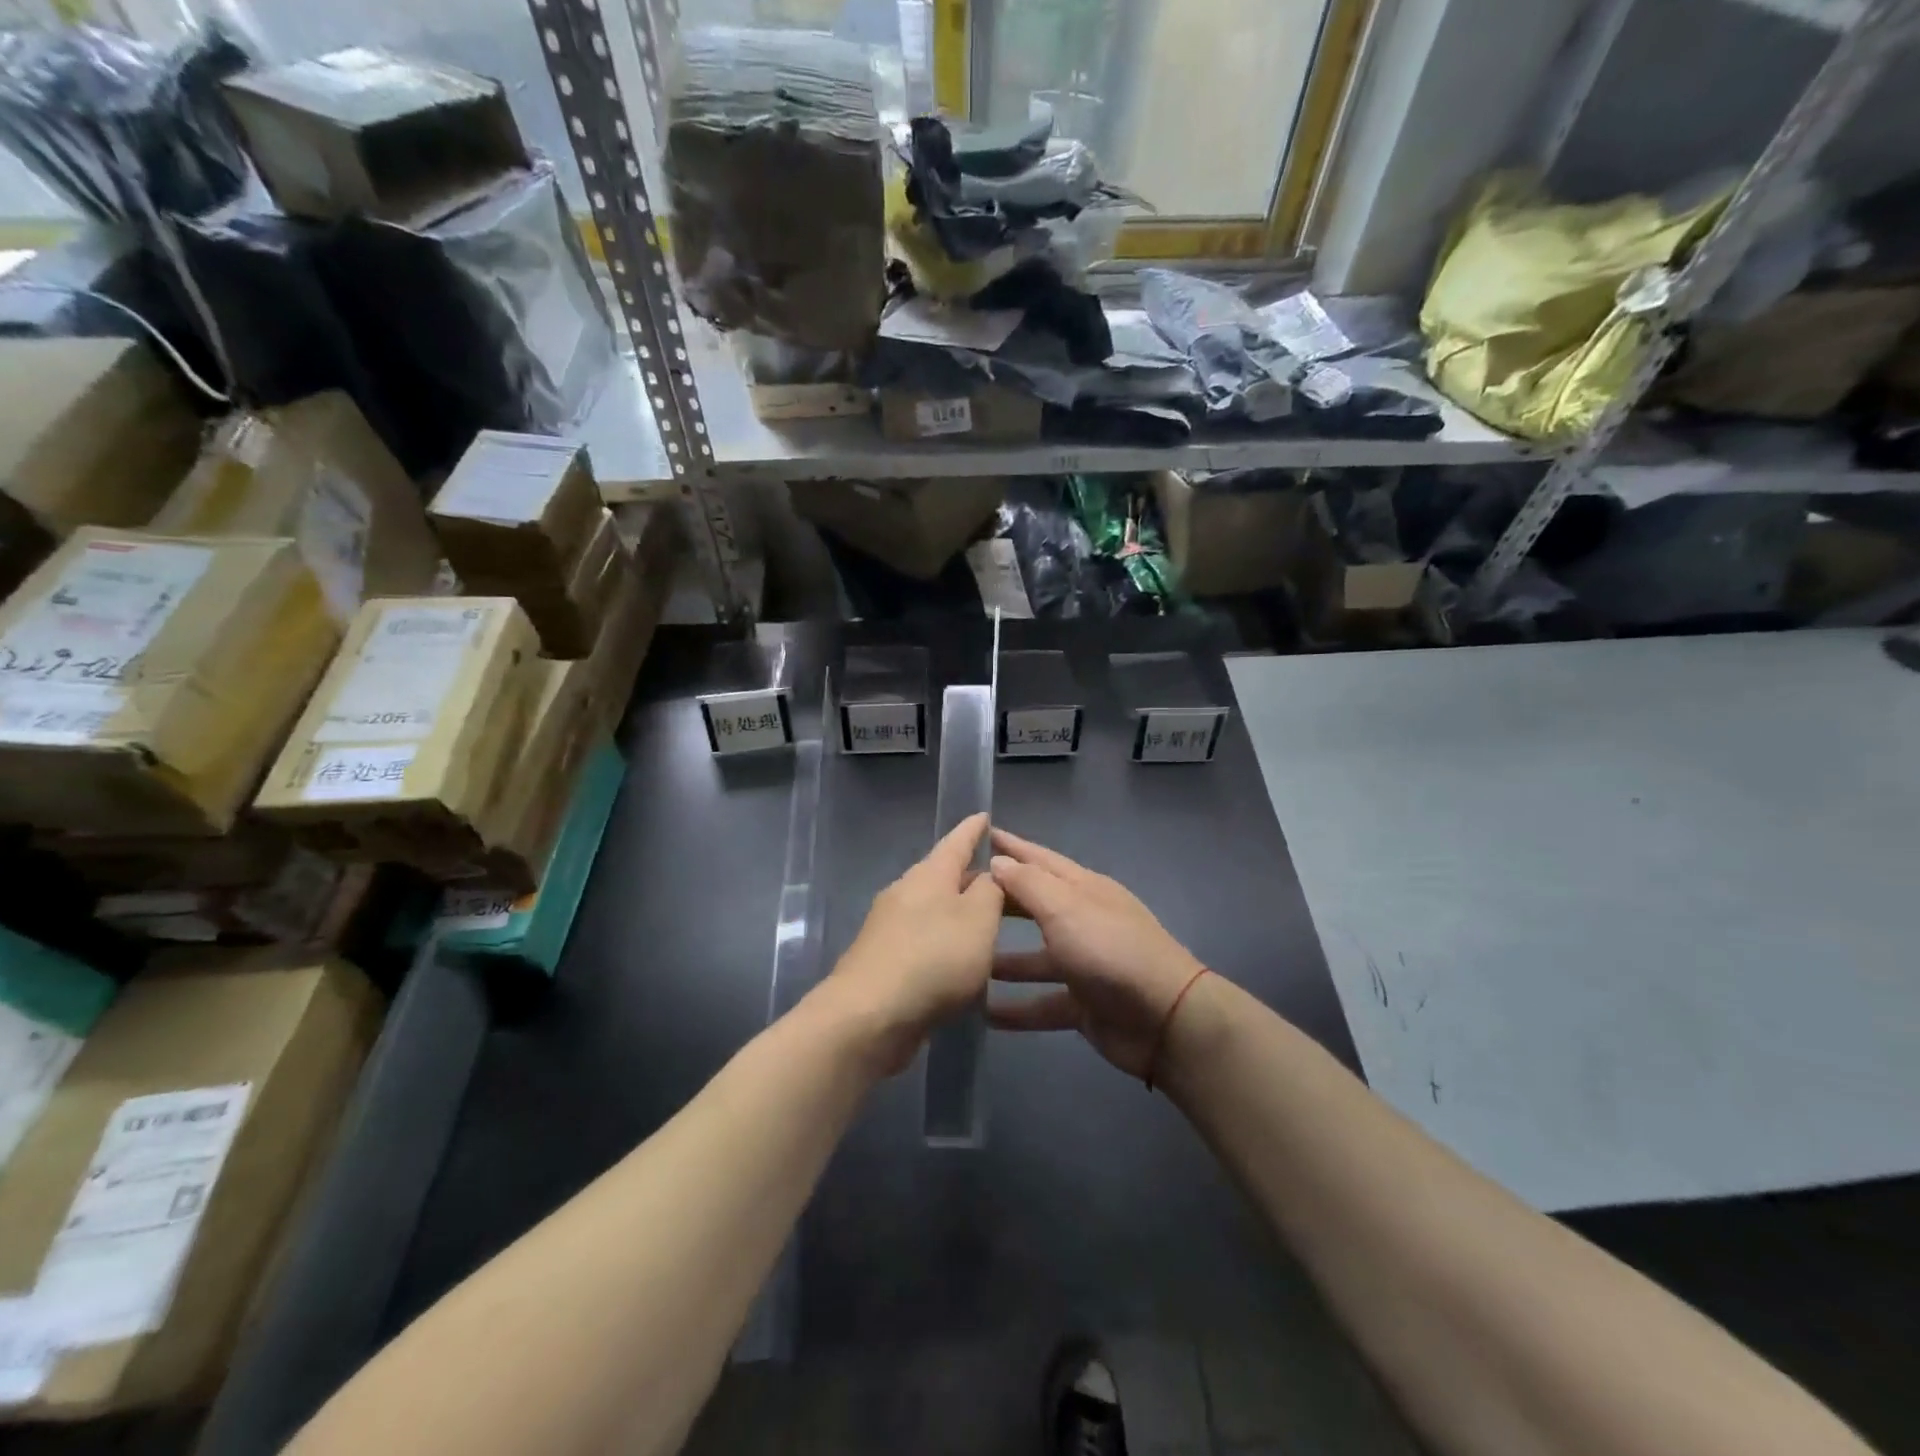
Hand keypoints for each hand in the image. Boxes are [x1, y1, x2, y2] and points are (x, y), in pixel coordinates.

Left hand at [820, 812, 1003, 1075]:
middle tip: (1003, 882)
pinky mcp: (883, 960)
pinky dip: (944, 943)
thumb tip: (990, 874)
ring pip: (932, 910)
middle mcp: (905, 892)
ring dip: (958, 913)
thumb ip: (991, 891)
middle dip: (971, 876)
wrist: (868, 1016)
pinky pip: (923, 940)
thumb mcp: (978, 919)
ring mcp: (889, 927)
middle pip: (943, 876)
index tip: (985, 815)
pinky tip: (959, 963)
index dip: (974, 830)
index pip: (957, 841)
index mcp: (929, 875)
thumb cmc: (933, 959)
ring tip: (987, 924)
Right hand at [987, 829, 1207, 1079]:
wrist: (1164, 1018)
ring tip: (965, 959)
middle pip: (1034, 906)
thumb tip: (997, 861)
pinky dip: (1017, 1008)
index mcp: (1083, 889)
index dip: (1010, 847)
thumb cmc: (1109, 950)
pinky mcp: (1083, 1004)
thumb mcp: (1066, 908)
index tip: (978, 835)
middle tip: (956, 900)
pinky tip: (985, 1014)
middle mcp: (1082, 921)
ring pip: (1035, 958)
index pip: (1039, 860)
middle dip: (999, 901)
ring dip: (1002, 959)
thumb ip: (1029, 885)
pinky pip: (1042, 1003)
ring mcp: (1084, 964)